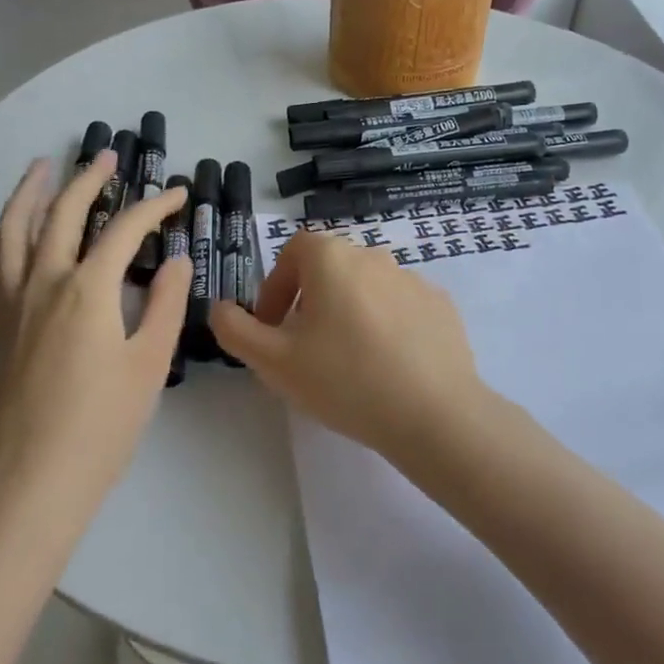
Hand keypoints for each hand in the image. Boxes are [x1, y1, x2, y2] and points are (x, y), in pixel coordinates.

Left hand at [0, 152, 188, 514]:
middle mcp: (44, 284)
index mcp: (87, 290)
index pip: (124, 230)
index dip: (154, 207)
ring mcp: (13, 306)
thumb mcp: (149, 363)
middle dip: (86, 180)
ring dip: (28, 194)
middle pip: (61, 215)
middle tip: (106, 157)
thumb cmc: (103, 424)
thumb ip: (163, 304)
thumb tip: (176, 259)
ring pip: (12, 232)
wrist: (34, 478)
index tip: (179, 195)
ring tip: (41, 168)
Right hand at [210, 230, 489, 466]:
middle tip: (304, 348)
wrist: (433, 413)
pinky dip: (386, 326)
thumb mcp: (273, 361)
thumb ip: (236, 330)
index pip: (294, 251)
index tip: (273, 326)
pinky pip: (401, 308)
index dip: (275, 286)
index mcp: (333, 259)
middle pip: (331, 268)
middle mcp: (375, 257)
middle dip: (309, 302)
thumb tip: (221, 308)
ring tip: (348, 362)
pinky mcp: (442, 306)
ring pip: (367, 288)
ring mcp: (414, 280)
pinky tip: (387, 366)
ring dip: (349, 313)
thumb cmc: (344, 380)